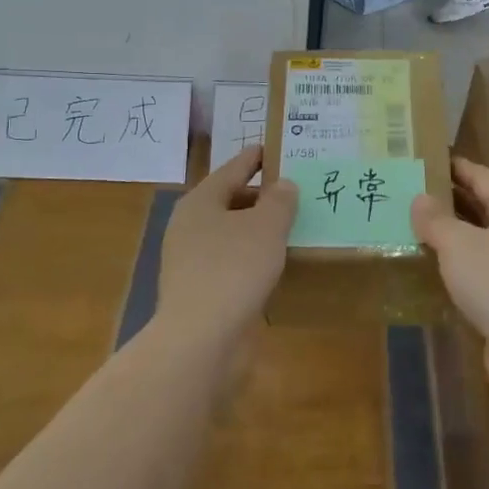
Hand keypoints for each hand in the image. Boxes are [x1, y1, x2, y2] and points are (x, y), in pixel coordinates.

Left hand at [158, 147, 296, 344]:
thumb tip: (283, 184)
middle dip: (262, 196)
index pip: (233, 170)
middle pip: (231, 201)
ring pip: (233, 235)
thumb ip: (279, 201)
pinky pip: (234, 263)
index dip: (256, 158)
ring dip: (260, 230)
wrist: (201, 340)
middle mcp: (191, 227)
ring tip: (294, 225)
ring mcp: (193, 262)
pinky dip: (255, 258)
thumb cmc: (233, 269)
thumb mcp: (266, 227)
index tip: (276, 148)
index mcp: (201, 202)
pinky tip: (279, 263)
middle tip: (296, 190)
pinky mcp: (202, 292)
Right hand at [411, 158, 488, 393]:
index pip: (484, 177)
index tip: (430, 160)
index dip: (458, 167)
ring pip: (484, 242)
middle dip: (453, 200)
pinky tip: (436, 271)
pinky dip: (461, 267)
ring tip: (418, 229)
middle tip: (415, 194)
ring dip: (455, 235)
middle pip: (486, 208)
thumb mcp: (459, 245)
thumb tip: (420, 199)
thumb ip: (436, 220)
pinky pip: (484, 272)